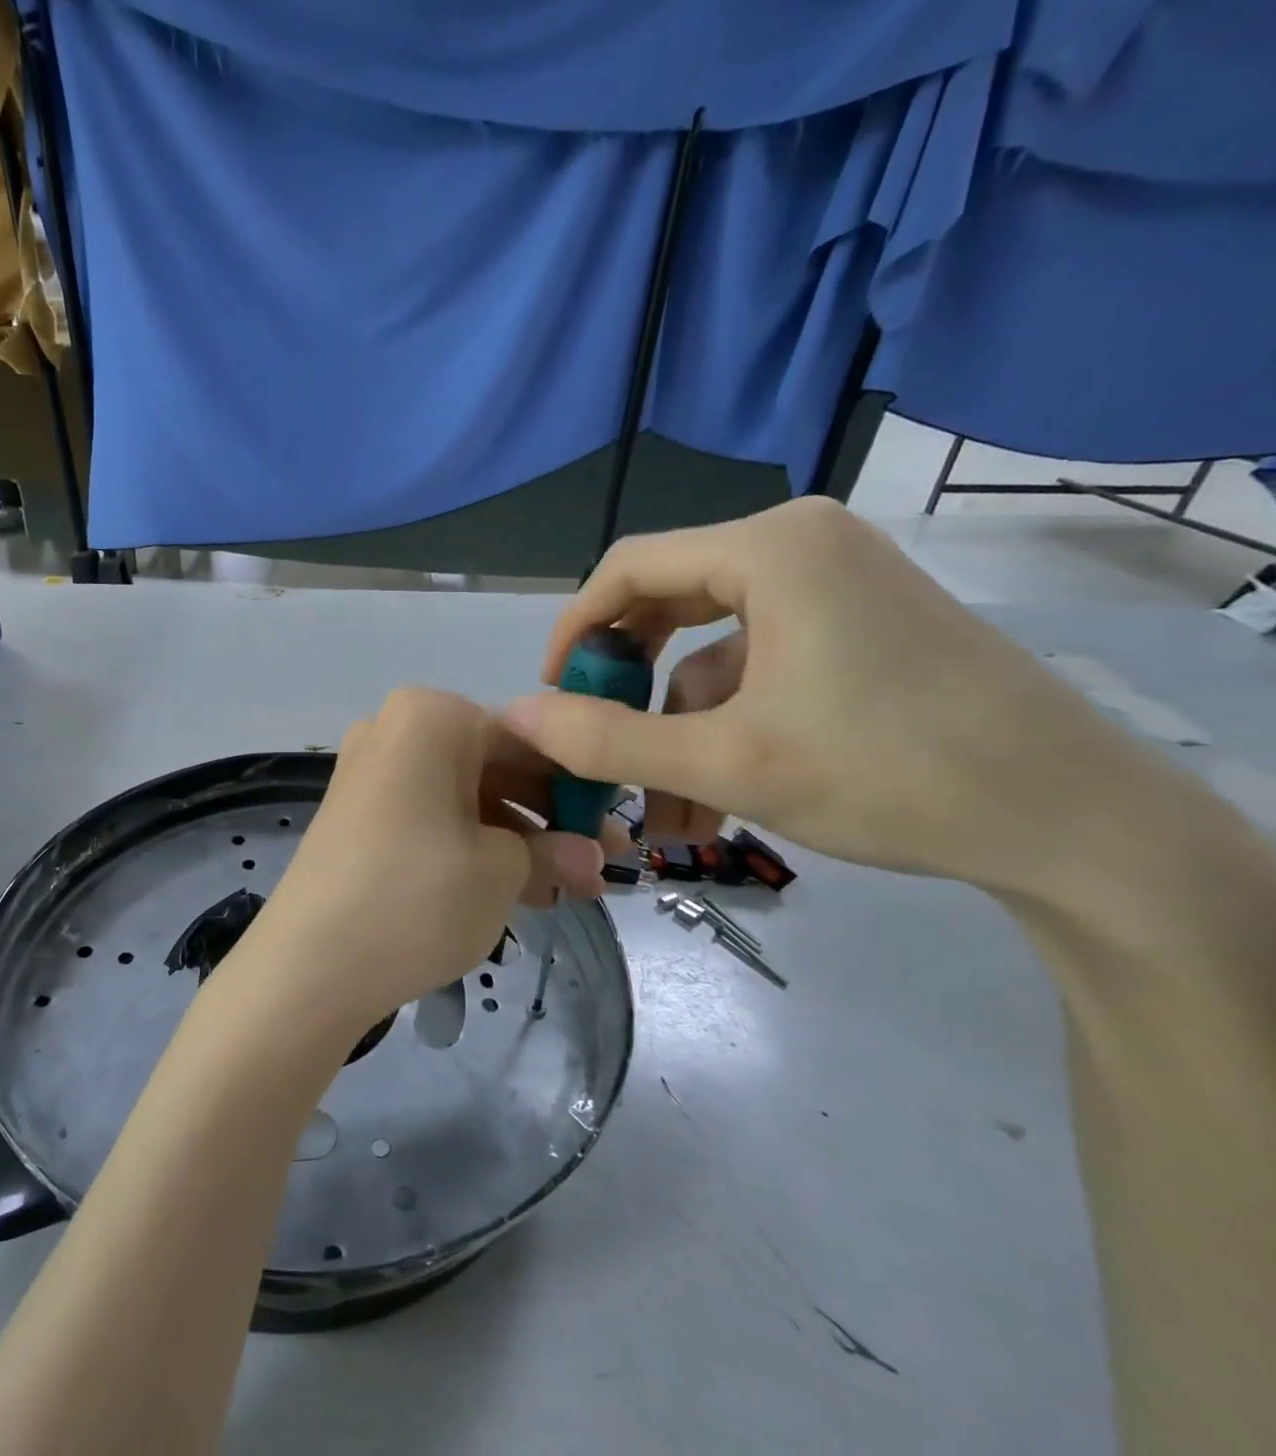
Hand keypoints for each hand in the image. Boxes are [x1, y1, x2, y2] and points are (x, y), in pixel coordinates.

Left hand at [245, 688, 619, 1035]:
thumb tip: (592, 857)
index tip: (618, 828)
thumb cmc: (417, 896)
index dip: (580, 786)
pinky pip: (431, 818)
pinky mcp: (358, 816)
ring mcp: (371, 773)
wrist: (308, 965)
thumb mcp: (502, 872)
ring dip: (516, 841)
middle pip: (494, 767)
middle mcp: (395, 730)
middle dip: (549, 820)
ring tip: (564, 892)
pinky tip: (514, 891)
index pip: (529, 739)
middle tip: (599, 868)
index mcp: (430, 717)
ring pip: (464, 798)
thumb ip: (554, 852)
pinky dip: (472, 847)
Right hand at [501, 498, 1143, 893]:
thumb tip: (517, 717)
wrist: (1073, 823)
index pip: (628, 567)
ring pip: (712, 651)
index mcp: (770, 549)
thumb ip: (608, 739)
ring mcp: (836, 583)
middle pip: (668, 603)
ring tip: (667, 816)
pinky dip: (727, 727)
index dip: (574, 630)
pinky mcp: (858, 625)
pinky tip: (716, 802)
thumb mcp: (726, 763)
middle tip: (597, 743)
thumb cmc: (887, 773)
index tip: (551, 695)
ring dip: (679, 730)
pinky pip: (759, 666)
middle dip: (627, 687)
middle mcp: (801, 545)